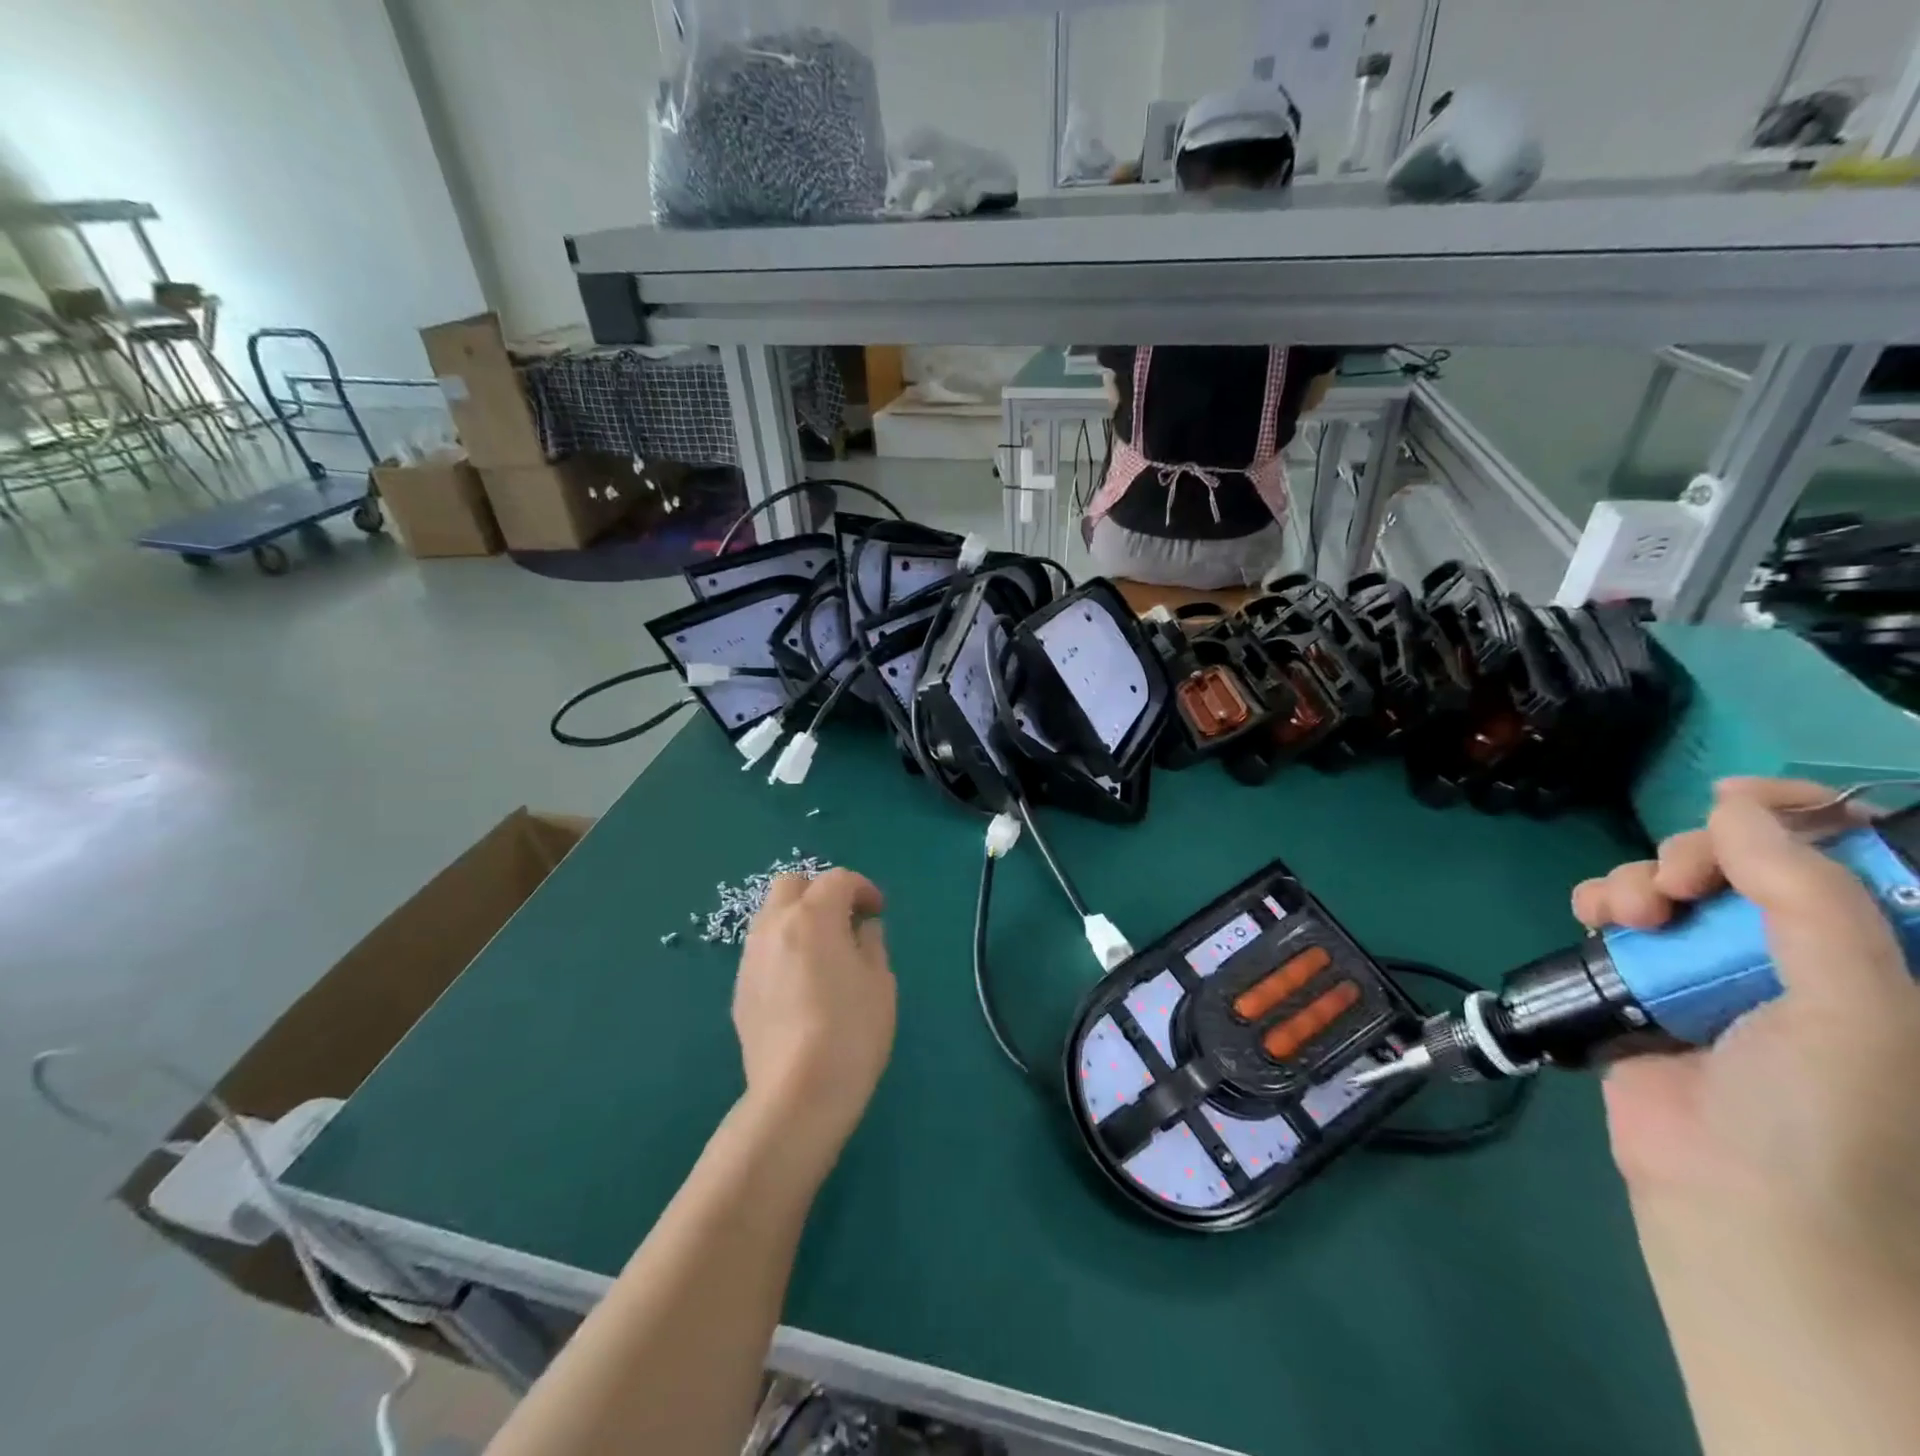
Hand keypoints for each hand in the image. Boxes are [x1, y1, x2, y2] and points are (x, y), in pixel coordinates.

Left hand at [733, 869, 895, 1157]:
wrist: (798, 1094)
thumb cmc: (852, 1031)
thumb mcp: (879, 981)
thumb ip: (870, 942)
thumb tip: (861, 928)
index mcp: (813, 916)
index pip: (837, 880)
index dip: (862, 888)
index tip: (877, 911)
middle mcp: (775, 926)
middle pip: (792, 884)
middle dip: (819, 891)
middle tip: (844, 919)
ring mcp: (751, 957)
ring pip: (770, 914)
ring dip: (797, 917)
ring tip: (822, 949)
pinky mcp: (740, 989)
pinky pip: (761, 949)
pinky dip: (783, 947)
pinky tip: (801, 982)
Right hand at [1572, 778, 1919, 1257]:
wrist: (1736, 1209)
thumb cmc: (1830, 1119)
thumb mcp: (1858, 1006)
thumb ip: (1808, 898)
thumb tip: (1734, 807)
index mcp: (1884, 962)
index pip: (1857, 860)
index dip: (1806, 814)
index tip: (1742, 801)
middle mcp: (1804, 958)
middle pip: (1747, 861)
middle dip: (1702, 852)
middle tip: (1678, 880)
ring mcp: (1720, 973)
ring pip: (1674, 885)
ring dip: (1639, 879)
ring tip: (1628, 912)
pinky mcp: (1649, 987)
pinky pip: (1621, 920)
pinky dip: (1602, 905)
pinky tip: (1595, 918)